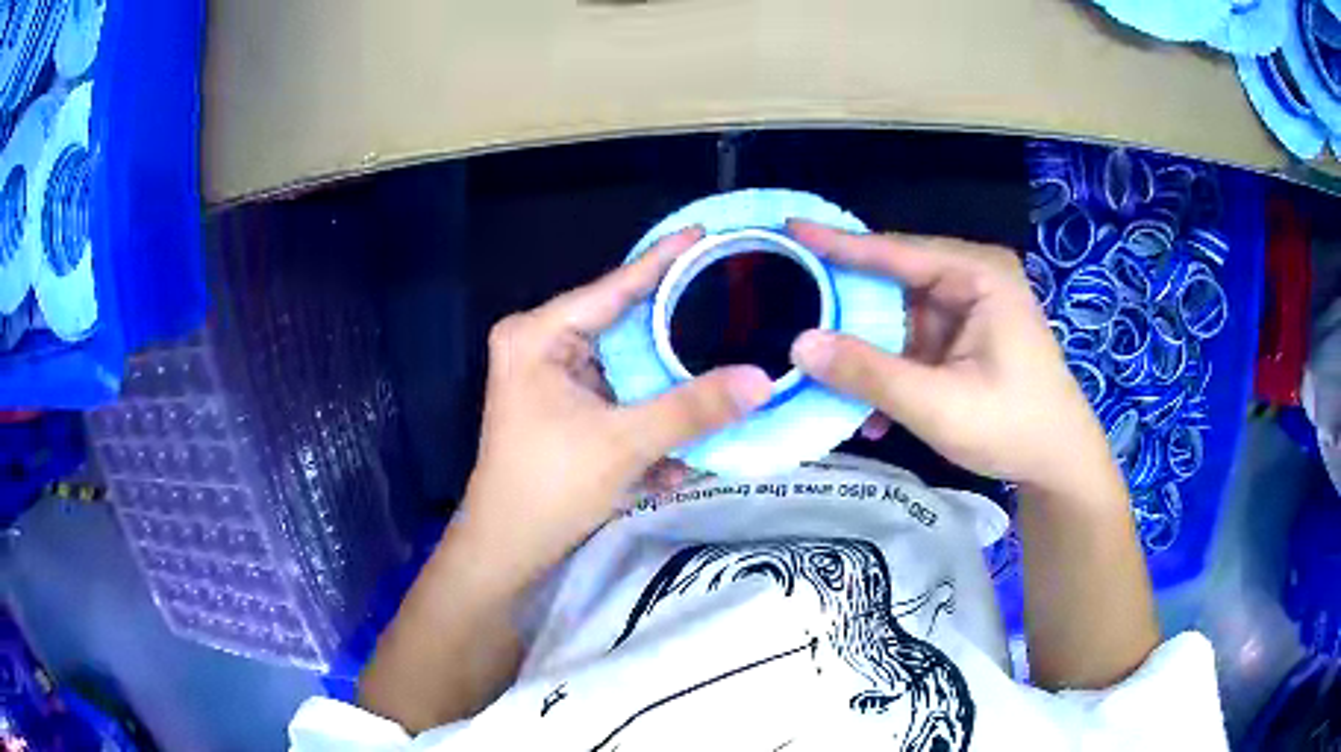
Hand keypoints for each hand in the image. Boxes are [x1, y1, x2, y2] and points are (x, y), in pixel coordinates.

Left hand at [458, 227, 773, 586]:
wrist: (507, 549)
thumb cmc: (550, 488)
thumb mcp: (624, 444)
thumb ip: (693, 409)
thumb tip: (763, 380)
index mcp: (538, 335)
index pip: (613, 287)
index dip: (663, 261)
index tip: (703, 233)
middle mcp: (540, 344)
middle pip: (622, 325)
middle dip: (674, 331)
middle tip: (730, 304)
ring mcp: (549, 376)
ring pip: (624, 365)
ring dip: (665, 386)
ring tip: (719, 371)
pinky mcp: (560, 406)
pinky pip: (616, 394)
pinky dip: (646, 414)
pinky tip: (677, 447)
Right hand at [787, 221, 1116, 496]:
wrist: (1058, 464)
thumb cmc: (1013, 426)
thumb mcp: (938, 404)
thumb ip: (869, 374)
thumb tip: (799, 344)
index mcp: (977, 274)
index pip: (896, 252)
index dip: (838, 243)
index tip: (790, 228)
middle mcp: (972, 279)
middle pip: (894, 283)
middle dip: (848, 308)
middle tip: (794, 312)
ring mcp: (969, 309)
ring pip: (898, 317)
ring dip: (867, 353)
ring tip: (823, 375)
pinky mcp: (964, 338)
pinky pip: (913, 343)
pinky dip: (890, 371)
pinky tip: (873, 412)